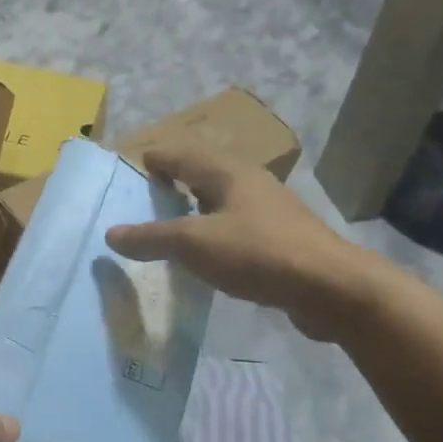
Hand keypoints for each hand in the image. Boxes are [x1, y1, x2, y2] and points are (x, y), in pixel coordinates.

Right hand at [105, 142, 382, 342]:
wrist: (332, 288)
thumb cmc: (258, 254)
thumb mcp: (195, 244)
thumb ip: (151, 238)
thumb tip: (110, 233)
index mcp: (227, 172)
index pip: (180, 154)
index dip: (153, 159)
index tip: (129, 170)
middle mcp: (248, 182)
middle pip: (201, 172)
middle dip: (172, 181)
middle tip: (143, 199)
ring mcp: (268, 210)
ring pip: (219, 200)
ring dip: (192, 208)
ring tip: (167, 226)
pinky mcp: (279, 238)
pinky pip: (234, 225)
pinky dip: (211, 232)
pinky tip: (203, 255)